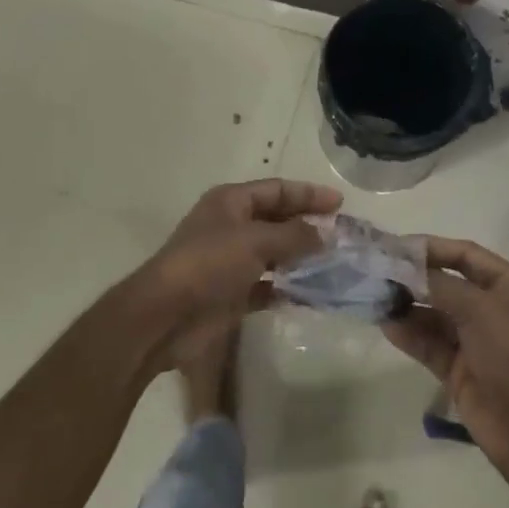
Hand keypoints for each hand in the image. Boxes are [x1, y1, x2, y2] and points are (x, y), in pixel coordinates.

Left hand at [125, 178, 341, 370]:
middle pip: (277, 220)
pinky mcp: (232, 295)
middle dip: (308, 226)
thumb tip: (324, 235)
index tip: (340, 204)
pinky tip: (313, 295)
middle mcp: (231, 227)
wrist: (165, 317)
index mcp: (231, 202)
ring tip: (336, 264)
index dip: (308, 194)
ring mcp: (231, 262)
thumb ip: (293, 236)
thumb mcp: (254, 241)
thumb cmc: (208, 264)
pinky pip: (268, 287)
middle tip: (343, 235)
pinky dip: (288, 289)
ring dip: (301, 258)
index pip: (277, 190)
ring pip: (274, 254)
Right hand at [384, 237, 508, 484]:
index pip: (466, 255)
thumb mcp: (481, 309)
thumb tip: (404, 268)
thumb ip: (440, 285)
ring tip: (374, 298)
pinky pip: (429, 344)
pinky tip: (386, 325)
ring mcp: (476, 341)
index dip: (431, 248)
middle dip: (413, 278)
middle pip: (447, 284)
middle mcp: (494, 309)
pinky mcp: (459, 370)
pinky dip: (409, 334)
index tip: (395, 246)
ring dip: (406, 306)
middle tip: (376, 272)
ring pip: (434, 315)